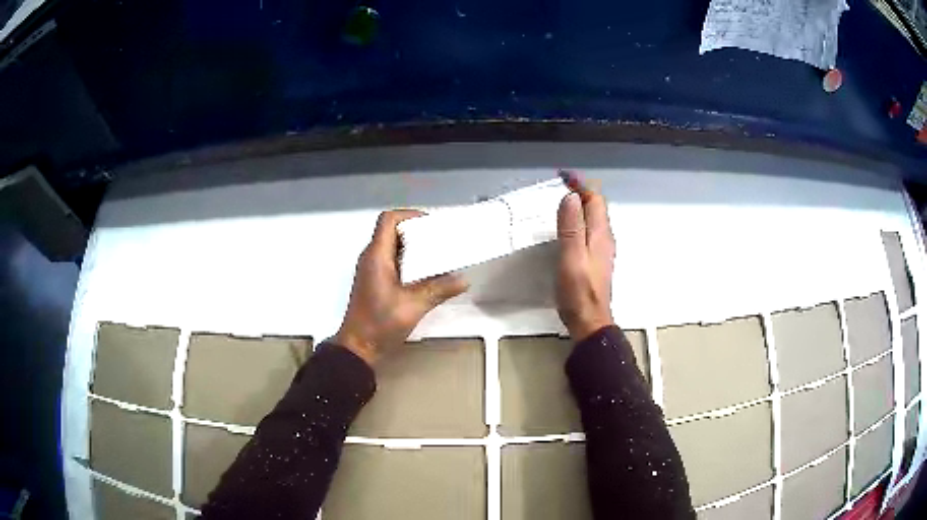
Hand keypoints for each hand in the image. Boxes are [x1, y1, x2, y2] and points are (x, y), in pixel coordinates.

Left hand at [334, 210, 468, 365]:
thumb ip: (439, 290)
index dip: (410, 215)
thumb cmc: (380, 324)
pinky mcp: (375, 282)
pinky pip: (393, 261)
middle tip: (441, 239)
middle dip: (417, 231)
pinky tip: (428, 273)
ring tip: (439, 254)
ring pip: (393, 247)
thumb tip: (464, 279)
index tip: (431, 224)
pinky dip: (410, 261)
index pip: (388, 220)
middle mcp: (372, 258)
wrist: (358, 347)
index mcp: (377, 256)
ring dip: (415, 247)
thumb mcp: (413, 306)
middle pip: (392, 231)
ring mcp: (372, 270)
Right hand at [556, 189, 615, 340]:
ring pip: (594, 220)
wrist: (589, 320)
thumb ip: (571, 227)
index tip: (564, 176)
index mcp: (600, 234)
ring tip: (563, 201)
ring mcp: (601, 251)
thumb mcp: (571, 256)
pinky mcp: (595, 261)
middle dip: (582, 192)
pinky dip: (579, 221)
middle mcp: (604, 239)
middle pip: (596, 208)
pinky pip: (589, 231)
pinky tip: (568, 229)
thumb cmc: (579, 290)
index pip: (595, 200)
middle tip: (561, 185)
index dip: (581, 185)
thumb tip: (571, 197)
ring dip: (581, 206)